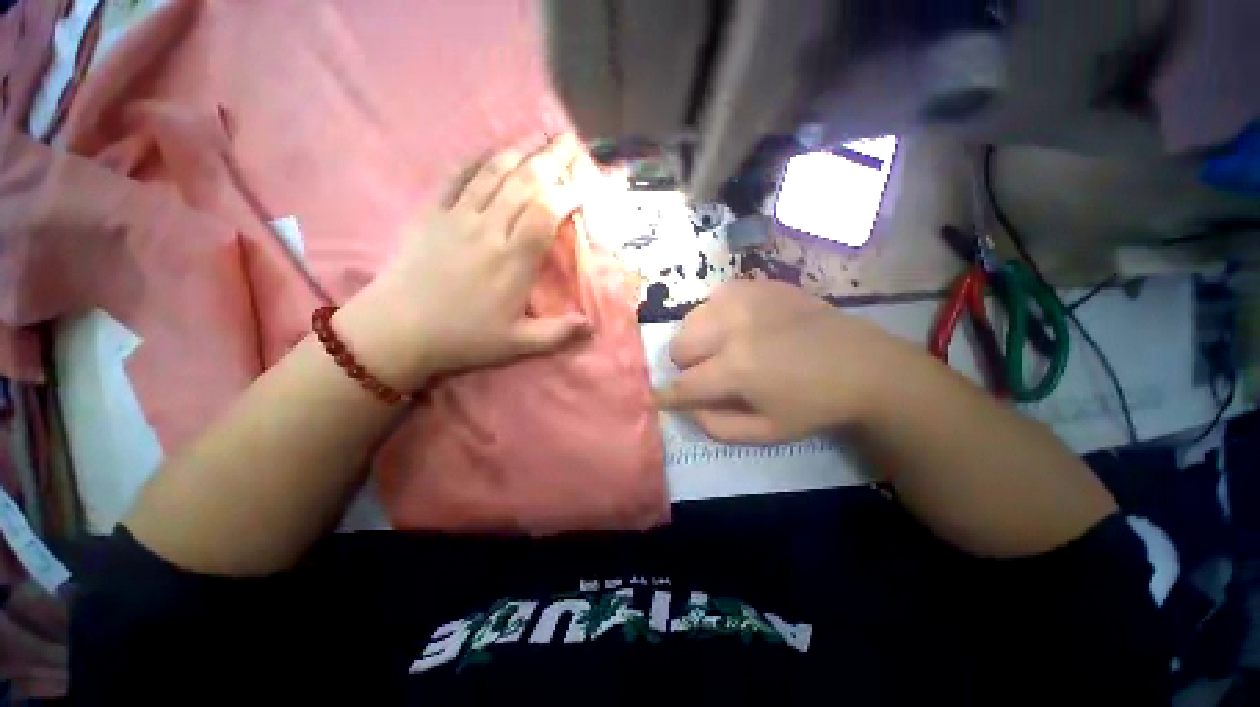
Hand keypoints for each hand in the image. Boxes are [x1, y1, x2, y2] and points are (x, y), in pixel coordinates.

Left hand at [336, 134, 595, 390]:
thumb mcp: (517, 344)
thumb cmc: (464, 337)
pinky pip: (457, 177)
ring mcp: (458, 216)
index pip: (547, 213)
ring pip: (494, 173)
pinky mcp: (432, 213)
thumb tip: (592, 324)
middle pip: (525, 183)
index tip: (586, 183)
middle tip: (572, 141)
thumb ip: (558, 333)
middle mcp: (489, 230)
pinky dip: (478, 160)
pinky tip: (493, 150)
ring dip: (520, 150)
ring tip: (540, 134)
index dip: (570, 192)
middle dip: (552, 159)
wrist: (398, 330)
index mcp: (513, 261)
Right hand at [656, 280, 917, 442]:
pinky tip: (740, 327)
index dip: (664, 395)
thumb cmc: (814, 405)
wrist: (864, 364)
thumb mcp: (766, 432)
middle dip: (688, 366)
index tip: (653, 398)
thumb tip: (687, 406)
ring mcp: (744, 299)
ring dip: (700, 340)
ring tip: (726, 348)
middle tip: (712, 373)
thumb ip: (716, 425)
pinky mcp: (755, 284)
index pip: (683, 384)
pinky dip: (717, 318)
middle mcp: (733, 327)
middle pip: (678, 345)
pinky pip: (713, 300)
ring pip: (691, 320)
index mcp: (737, 368)